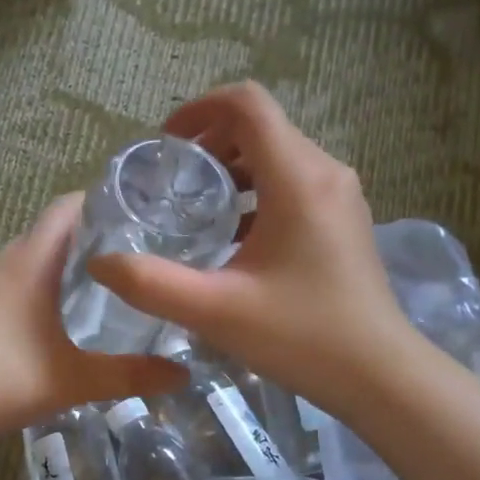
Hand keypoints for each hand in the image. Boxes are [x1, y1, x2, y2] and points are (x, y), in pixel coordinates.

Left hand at [0, 194, 186, 449]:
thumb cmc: (5, 380)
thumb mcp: (77, 380)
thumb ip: (132, 375)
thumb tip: (183, 374)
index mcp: (30, 262)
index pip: (67, 208)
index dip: (103, 202)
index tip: (143, 215)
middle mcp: (6, 263)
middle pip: (53, 231)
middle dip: (95, 235)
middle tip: (140, 253)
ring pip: (34, 258)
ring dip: (68, 262)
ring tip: (112, 282)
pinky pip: (19, 280)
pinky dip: (46, 284)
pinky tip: (67, 316)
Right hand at [89, 82, 412, 406]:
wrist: (378, 375)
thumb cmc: (301, 336)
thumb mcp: (215, 311)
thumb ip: (151, 284)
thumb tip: (100, 263)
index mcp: (297, 178)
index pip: (246, 104)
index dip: (198, 110)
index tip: (164, 146)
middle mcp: (324, 173)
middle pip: (261, 128)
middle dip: (209, 144)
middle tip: (171, 184)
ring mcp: (340, 197)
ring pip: (278, 157)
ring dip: (232, 171)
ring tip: (196, 209)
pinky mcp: (344, 222)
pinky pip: (293, 185)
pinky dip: (256, 194)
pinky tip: (232, 237)